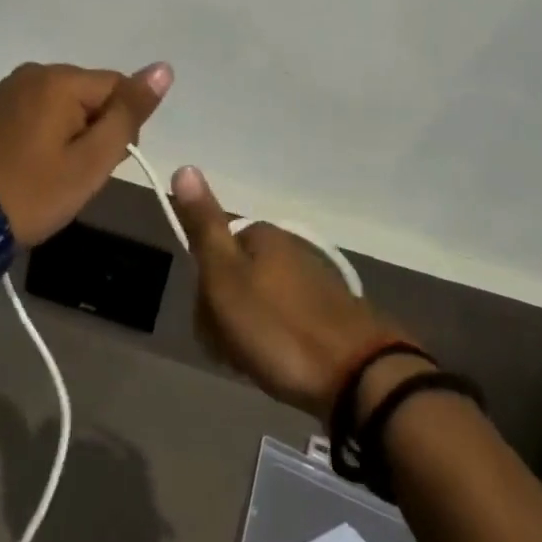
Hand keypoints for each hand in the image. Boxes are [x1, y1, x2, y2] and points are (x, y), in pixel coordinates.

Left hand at [0, 61, 170, 246]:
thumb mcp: (91, 160)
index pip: (118, 86)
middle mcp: (36, 70)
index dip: (123, 126)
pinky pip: (41, 108)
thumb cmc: (34, 192)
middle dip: (97, 127)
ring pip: (66, 102)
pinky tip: (37, 162)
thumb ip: (129, 113)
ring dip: (73, 131)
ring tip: (57, 172)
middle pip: (91, 92)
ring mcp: (12, 86)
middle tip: (80, 173)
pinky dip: (49, 131)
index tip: (106, 163)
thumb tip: (163, 68)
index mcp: (60, 79)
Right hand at [172, 165, 410, 418]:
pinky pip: (284, 319)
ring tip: (257, 363)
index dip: (204, 290)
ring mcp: (311, 278)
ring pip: (258, 300)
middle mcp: (287, 245)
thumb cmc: (278, 327)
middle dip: (225, 313)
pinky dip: (276, 340)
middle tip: (233, 349)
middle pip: (235, 276)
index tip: (211, 323)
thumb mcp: (226, 277)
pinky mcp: (330, 312)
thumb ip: (204, 226)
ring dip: (249, 331)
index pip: (212, 250)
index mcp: (260, 234)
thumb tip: (184, 166)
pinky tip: (281, 364)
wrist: (356, 375)